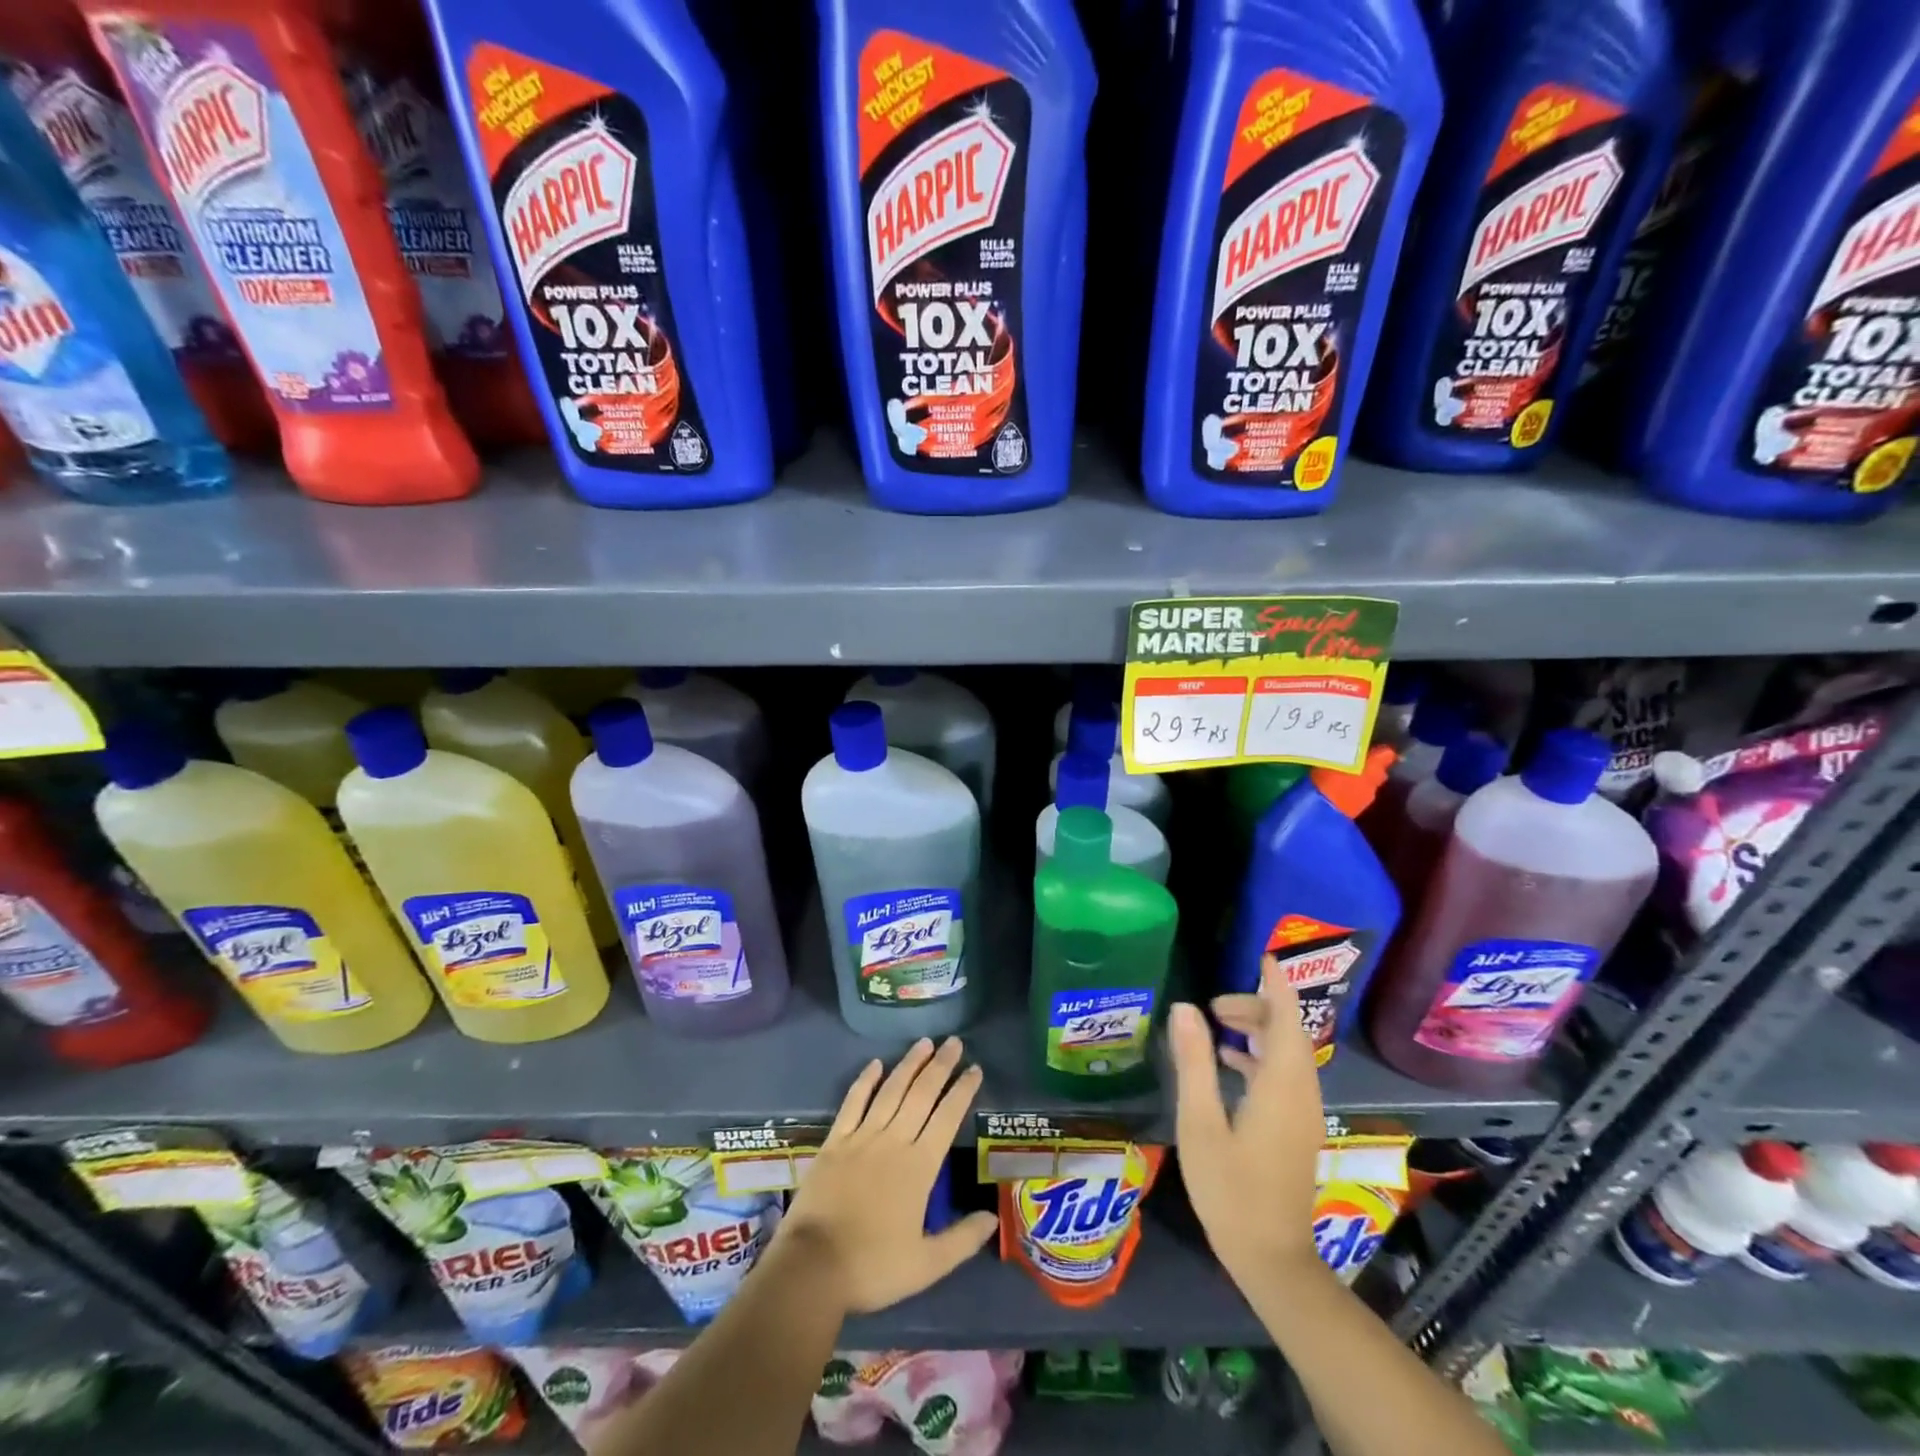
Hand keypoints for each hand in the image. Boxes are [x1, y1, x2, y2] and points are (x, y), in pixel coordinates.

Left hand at [776, 1037, 997, 1314]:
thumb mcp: (927, 1265)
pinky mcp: (835, 1141)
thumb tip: (993, 1217)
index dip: (962, 1091)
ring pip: (890, 1090)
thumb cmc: (872, 1267)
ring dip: (909, 1065)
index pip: (947, 1117)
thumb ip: (962, 1239)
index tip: (975, 1069)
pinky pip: (853, 1102)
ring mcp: (862, 1137)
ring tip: (924, 1043)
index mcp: (919, 1166)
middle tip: (954, 1041)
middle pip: (921, 1094)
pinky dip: (865, 1081)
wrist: (812, 1268)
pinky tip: (875, 1064)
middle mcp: (894, 1141)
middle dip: (940, 1066)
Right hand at [1168, 974, 1324, 1283]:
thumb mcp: (1199, 1121)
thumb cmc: (1230, 1188)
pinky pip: (1284, 1075)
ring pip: (1287, 1054)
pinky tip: (1228, 1061)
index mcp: (1281, 1086)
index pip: (1286, 1020)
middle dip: (1258, 1006)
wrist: (1271, 1257)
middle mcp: (1300, 1093)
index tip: (1265, 956)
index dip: (1277, 986)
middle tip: (1215, 1003)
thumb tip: (1184, 1008)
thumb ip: (1194, 1062)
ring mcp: (1302, 1113)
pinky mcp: (1296, 1128)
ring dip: (1258, 1030)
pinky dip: (1260, 1056)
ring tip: (1217, 1022)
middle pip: (1288, 1034)